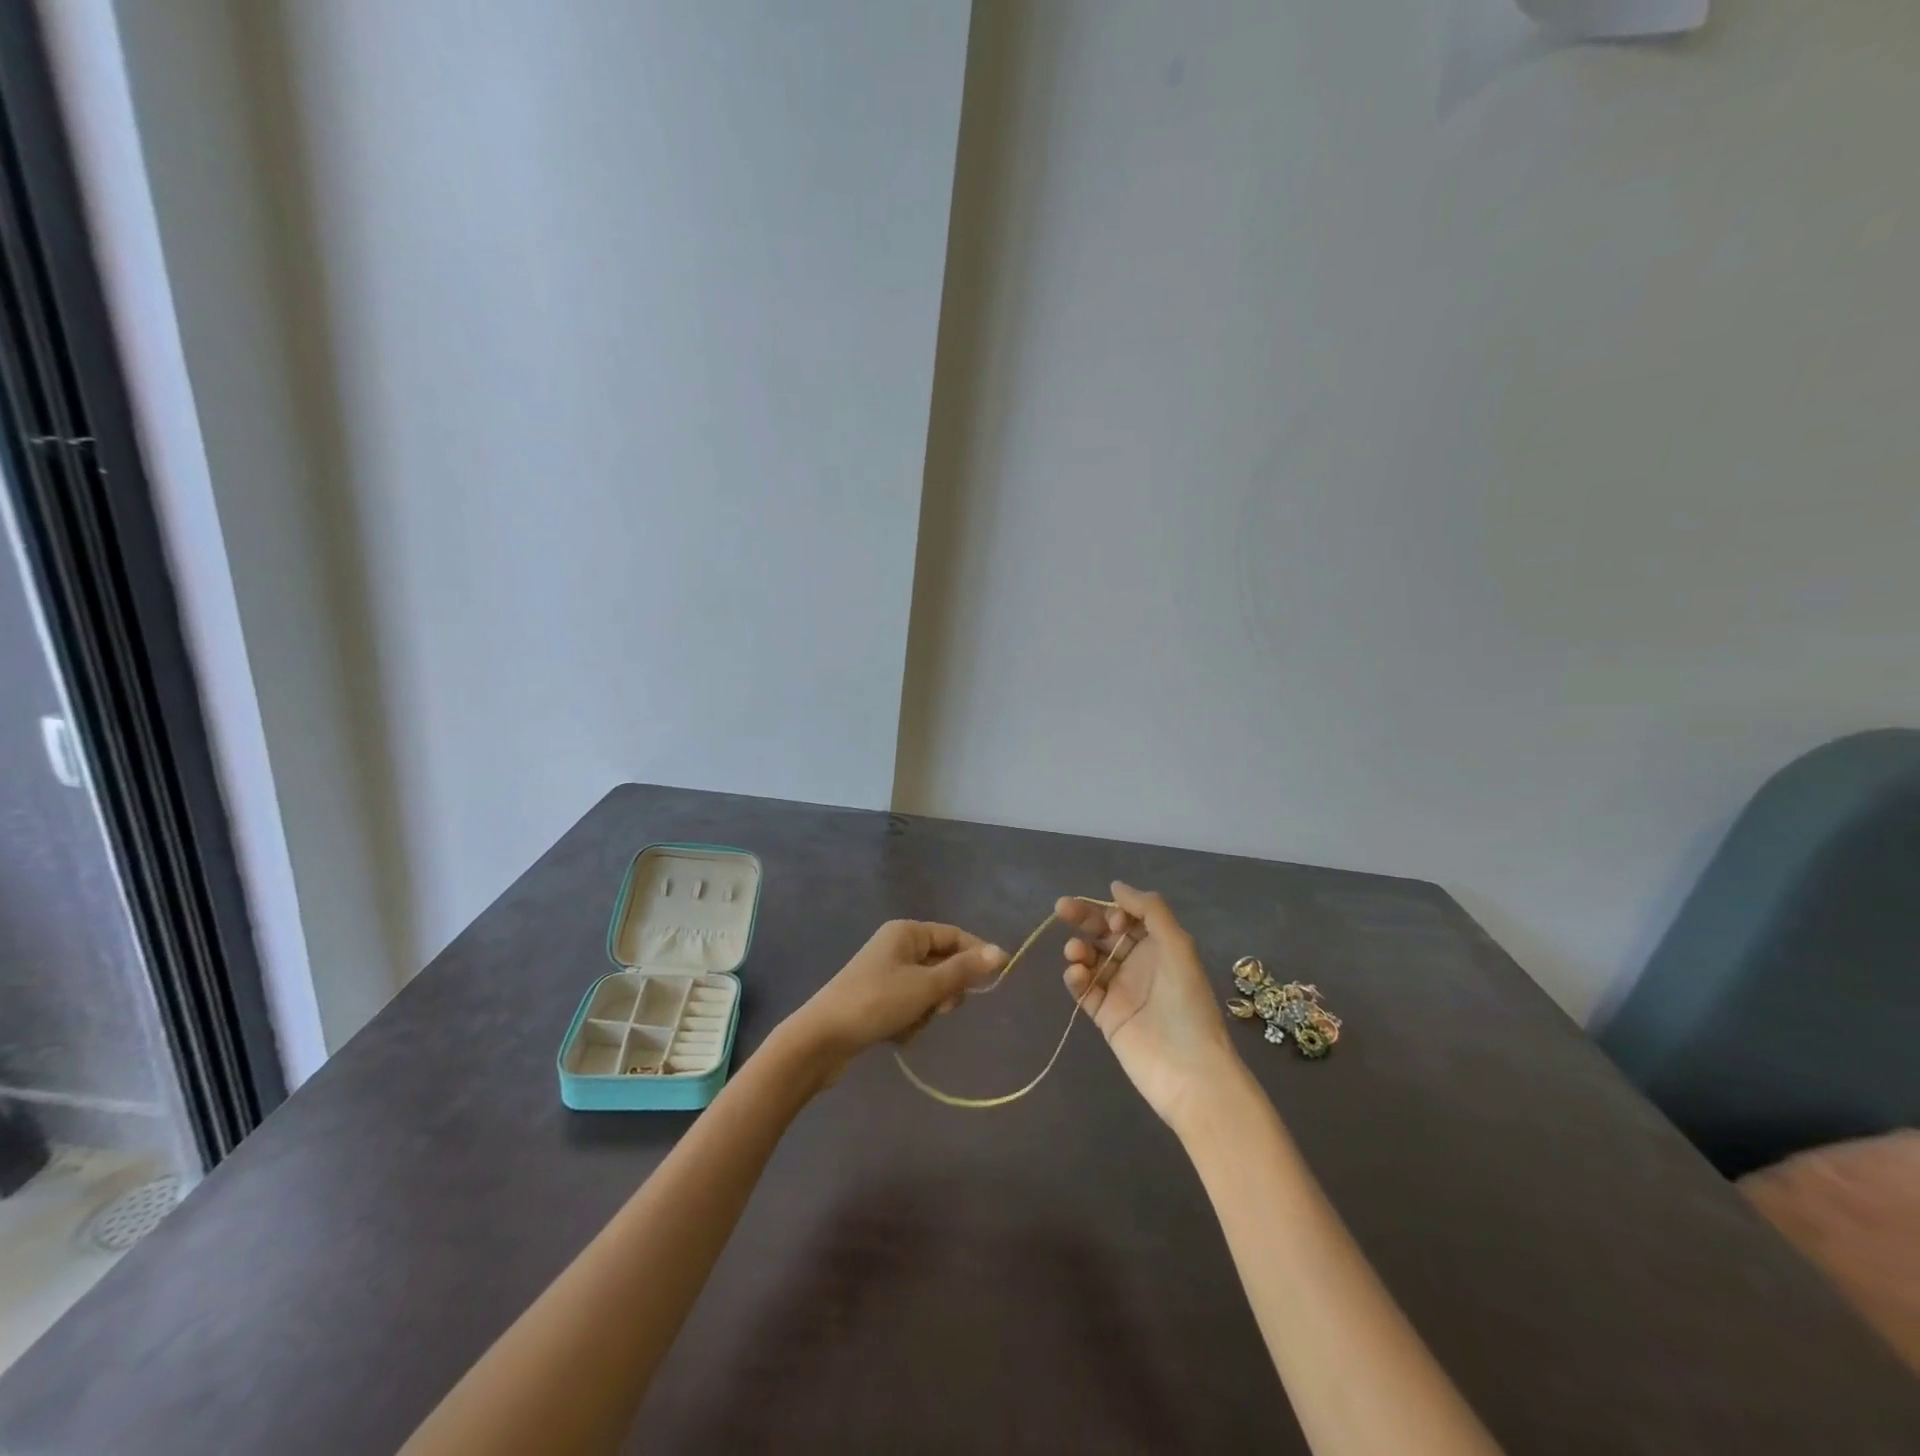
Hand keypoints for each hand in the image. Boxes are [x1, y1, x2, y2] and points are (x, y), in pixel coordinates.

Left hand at [785, 921, 1005, 1083]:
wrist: (822, 1039)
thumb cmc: (877, 1002)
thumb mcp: (926, 986)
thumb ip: (964, 970)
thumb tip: (1001, 952)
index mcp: (906, 932)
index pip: (954, 936)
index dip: (977, 955)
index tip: (996, 980)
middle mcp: (896, 946)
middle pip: (941, 963)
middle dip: (945, 990)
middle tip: (941, 1007)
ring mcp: (884, 973)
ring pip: (927, 989)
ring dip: (926, 1010)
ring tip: (910, 1023)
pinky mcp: (876, 999)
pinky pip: (909, 1005)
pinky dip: (909, 1020)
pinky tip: (896, 1034)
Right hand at [1060, 882, 1242, 1129]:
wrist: (1189, 1070)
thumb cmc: (1187, 1003)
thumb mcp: (1177, 946)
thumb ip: (1150, 910)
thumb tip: (1115, 886)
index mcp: (1159, 946)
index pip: (1127, 917)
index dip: (1115, 911)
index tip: (1113, 920)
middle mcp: (1138, 964)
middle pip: (1104, 933)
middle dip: (1084, 918)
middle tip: (1061, 907)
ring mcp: (1120, 990)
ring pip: (1091, 959)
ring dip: (1079, 949)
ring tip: (1075, 953)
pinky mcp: (1105, 1016)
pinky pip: (1084, 989)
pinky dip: (1075, 977)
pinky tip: (1076, 973)